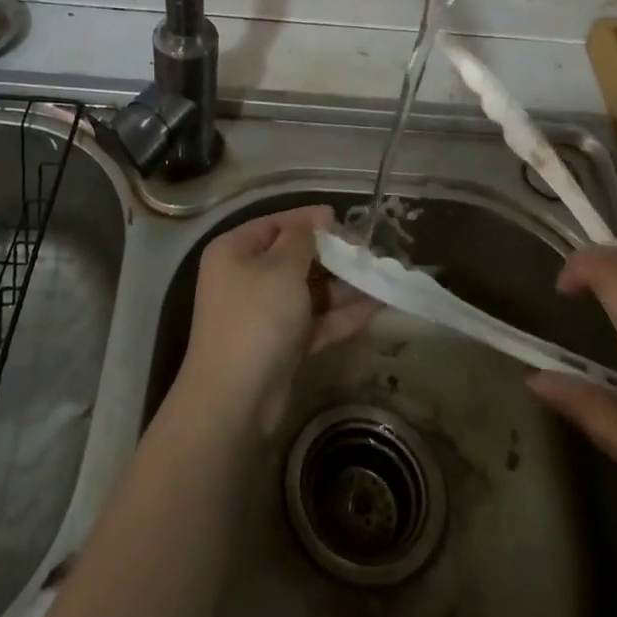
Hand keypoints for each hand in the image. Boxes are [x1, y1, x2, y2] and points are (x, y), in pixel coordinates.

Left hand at [180, 205, 378, 434]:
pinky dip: (341, 314)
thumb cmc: (256, 317)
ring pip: (308, 291)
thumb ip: (302, 239)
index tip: (342, 218)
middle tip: (369, 252)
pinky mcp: (281, 343)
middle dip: (333, 255)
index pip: (275, 224)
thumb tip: (315, 220)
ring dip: (344, 286)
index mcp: (235, 250)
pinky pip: (314, 320)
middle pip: (294, 257)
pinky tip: (376, 307)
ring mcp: (264, 313)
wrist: (236, 399)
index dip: (309, 220)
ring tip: (381, 278)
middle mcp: (246, 277)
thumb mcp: (281, 268)